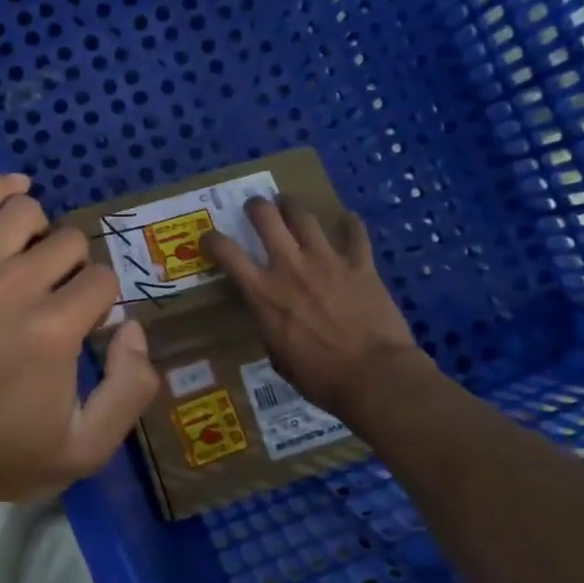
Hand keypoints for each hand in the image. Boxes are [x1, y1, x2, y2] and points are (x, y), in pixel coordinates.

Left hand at [0, 174, 159, 532]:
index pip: (103, 282)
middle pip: (70, 243)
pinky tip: (17, 188)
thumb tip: (134, 328)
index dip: (104, 304)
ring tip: (36, 264)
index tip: (87, 330)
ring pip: (26, 213)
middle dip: (77, 271)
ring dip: (43, 233)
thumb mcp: (87, 447)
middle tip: (61, 303)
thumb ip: (130, 388)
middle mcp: (14, 288)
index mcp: (54, 331)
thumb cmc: (8, 455)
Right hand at [202, 197, 432, 424]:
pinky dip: (350, 224)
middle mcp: (290, 266)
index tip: (209, 238)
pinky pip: (355, 234)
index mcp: (264, 293)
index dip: (212, 240)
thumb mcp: (278, 356)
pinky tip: (348, 220)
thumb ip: (270, 326)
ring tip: (290, 205)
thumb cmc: (320, 378)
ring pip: (304, 216)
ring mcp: (327, 261)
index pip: (227, 253)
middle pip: (266, 217)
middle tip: (256, 208)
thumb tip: (272, 318)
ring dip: (293, 206)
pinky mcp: (360, 264)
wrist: (374, 376)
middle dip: (256, 207)